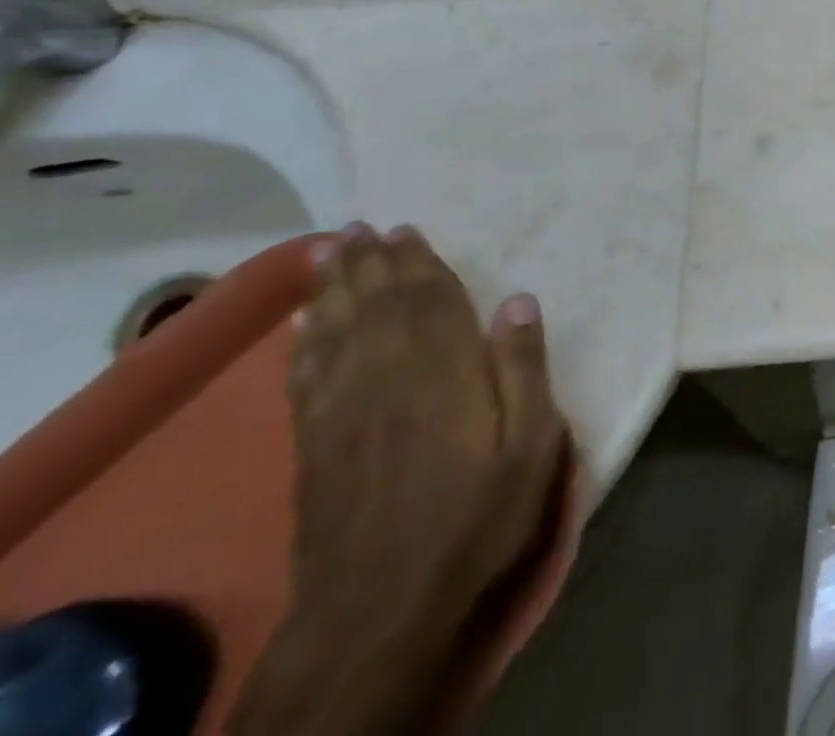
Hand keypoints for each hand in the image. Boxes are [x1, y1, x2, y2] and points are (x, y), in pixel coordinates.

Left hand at [233, 224, 563, 735]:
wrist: (381, 609)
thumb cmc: (475, 518)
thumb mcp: (531, 446)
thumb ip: (524, 370)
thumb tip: (518, 300)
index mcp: (443, 374)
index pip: (428, 302)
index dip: (417, 262)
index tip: (406, 229)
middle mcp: (387, 379)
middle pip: (376, 307)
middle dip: (368, 263)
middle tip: (359, 225)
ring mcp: (343, 413)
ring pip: (336, 332)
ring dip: (333, 288)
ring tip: (328, 252)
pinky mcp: (314, 447)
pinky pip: (306, 377)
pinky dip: (304, 342)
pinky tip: (303, 324)